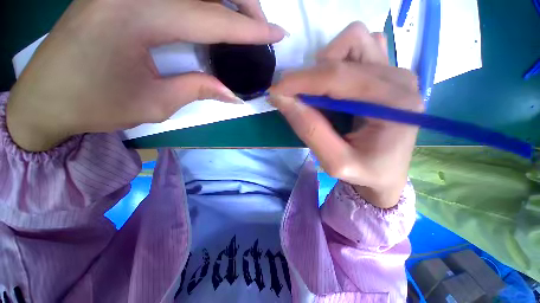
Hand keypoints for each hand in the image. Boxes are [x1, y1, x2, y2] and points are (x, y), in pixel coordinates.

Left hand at [7, 0, 284, 151]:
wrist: (45, 98)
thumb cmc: (94, 106)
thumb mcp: (155, 104)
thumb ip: (199, 90)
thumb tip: (233, 94)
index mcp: (136, 18)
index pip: (212, 20)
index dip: (250, 30)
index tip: (278, 34)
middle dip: (243, 4)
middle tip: (263, 26)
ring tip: (244, 20)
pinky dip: (201, 1)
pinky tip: (212, 13)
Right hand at [269, 22, 422, 208]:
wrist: (386, 173)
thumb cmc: (365, 173)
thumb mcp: (335, 162)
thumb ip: (309, 130)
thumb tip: (281, 99)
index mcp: (393, 105)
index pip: (338, 77)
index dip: (300, 81)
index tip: (275, 91)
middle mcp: (399, 79)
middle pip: (348, 47)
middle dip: (311, 73)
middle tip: (298, 99)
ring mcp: (396, 72)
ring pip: (354, 41)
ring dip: (326, 64)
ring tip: (319, 94)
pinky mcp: (388, 73)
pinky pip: (360, 49)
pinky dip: (338, 62)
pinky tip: (335, 88)